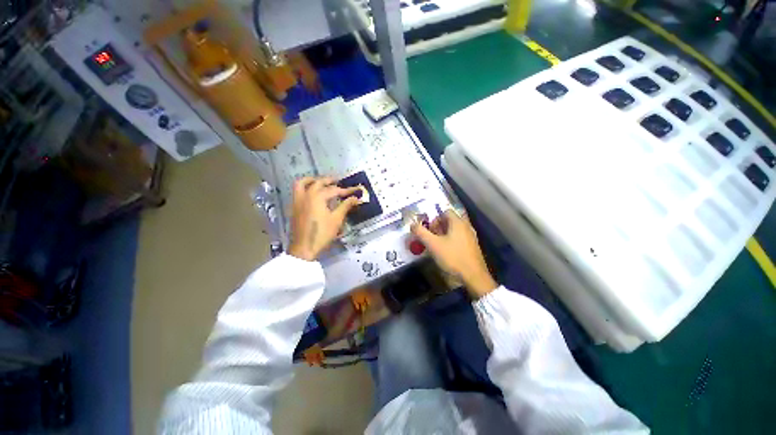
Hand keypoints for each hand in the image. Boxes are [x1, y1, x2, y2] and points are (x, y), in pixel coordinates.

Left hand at [288, 176, 360, 260]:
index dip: (346, 190)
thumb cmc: (322, 233)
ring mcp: (297, 201)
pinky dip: (305, 187)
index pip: (334, 190)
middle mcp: (306, 195)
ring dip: (312, 180)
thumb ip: (346, 206)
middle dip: (329, 181)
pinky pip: (297, 191)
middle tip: (339, 182)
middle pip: (318, 182)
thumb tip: (356, 198)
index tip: (355, 190)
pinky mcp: (294, 207)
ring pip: (302, 183)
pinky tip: (312, 194)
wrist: (304, 248)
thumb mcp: (337, 219)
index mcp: (317, 197)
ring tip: (320, 182)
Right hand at [411, 210, 496, 298]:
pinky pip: (459, 238)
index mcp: (458, 222)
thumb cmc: (452, 257)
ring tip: (437, 245)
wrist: (474, 277)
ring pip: (454, 230)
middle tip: (431, 238)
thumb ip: (421, 233)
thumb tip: (412, 224)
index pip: (445, 212)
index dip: (435, 219)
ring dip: (444, 235)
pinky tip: (447, 252)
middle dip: (438, 227)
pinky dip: (451, 241)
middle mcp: (466, 226)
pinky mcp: (473, 247)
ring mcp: (471, 237)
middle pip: (450, 221)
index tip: (429, 230)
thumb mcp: (433, 245)